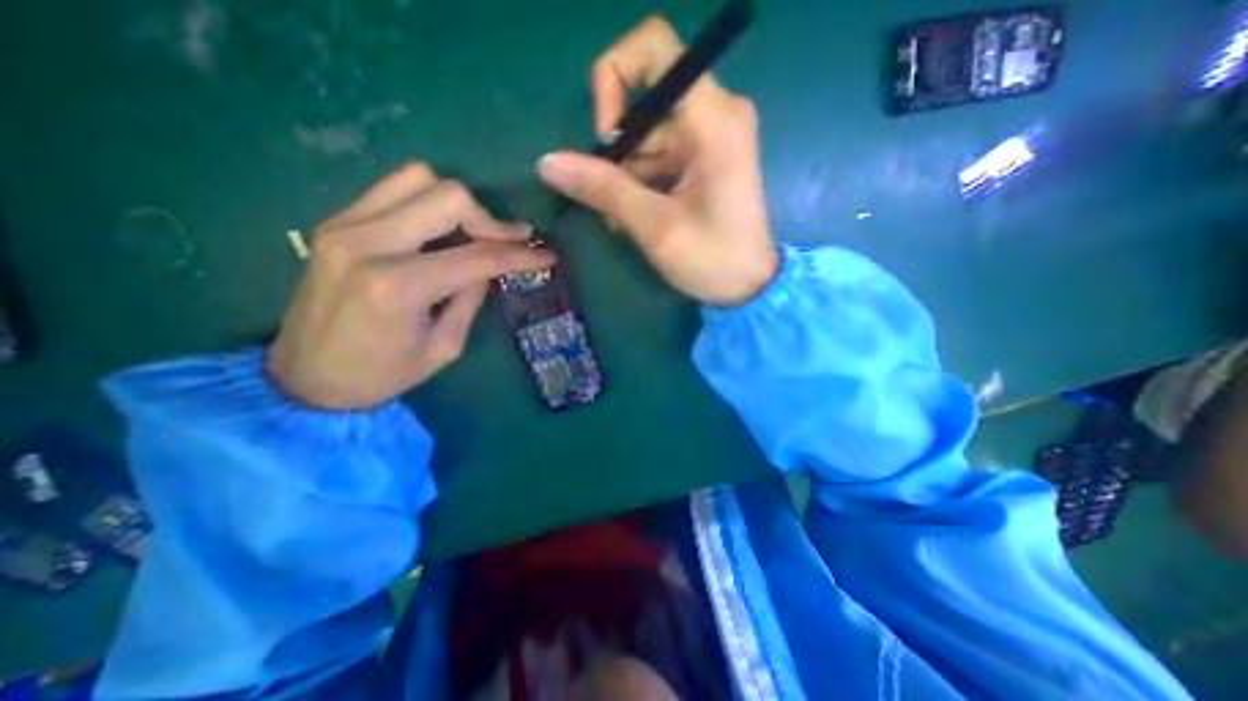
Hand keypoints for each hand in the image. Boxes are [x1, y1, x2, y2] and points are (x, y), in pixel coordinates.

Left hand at [272, 162, 553, 409]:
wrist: (305, 378)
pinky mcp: (335, 222)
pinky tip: (438, 231)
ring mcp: (344, 225)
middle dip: (489, 220)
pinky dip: (427, 203)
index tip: (546, 254)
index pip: (477, 255)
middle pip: (448, 197)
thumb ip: (471, 298)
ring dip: (457, 205)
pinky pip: (393, 189)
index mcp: (398, 286)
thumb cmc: (383, 374)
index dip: (520, 254)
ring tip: (472, 234)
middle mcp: (368, 243)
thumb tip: (489, 265)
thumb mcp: (445, 346)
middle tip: (507, 243)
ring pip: (418, 179)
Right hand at [534, 14, 772, 305]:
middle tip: (609, 199)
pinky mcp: (705, 159)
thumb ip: (603, 189)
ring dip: (625, 176)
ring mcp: (710, 137)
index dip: (614, 80)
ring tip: (621, 220)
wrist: (750, 286)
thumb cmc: (712, 258)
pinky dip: (640, 183)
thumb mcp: (654, 225)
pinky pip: (659, 156)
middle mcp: (715, 114)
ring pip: (647, 136)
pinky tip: (635, 217)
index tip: (606, 139)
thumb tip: (548, 162)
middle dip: (618, 151)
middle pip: (644, 102)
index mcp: (713, 118)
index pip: (653, 49)